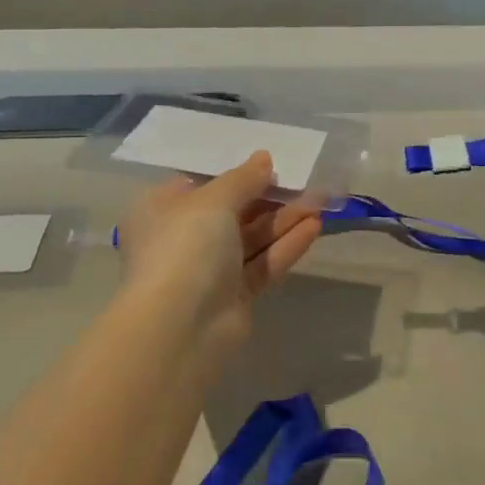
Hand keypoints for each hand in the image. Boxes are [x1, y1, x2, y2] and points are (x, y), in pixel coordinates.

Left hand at [117, 152, 323, 353]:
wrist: (181, 326)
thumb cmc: (185, 247)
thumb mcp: (212, 201)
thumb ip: (243, 179)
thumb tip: (263, 159)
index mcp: (162, 210)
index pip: (202, 185)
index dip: (236, 174)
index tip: (270, 164)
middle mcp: (183, 239)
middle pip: (233, 212)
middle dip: (270, 198)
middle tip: (307, 182)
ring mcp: (210, 270)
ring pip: (252, 238)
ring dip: (285, 219)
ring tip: (322, 201)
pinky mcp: (235, 295)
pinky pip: (263, 263)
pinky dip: (286, 245)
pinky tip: (315, 227)